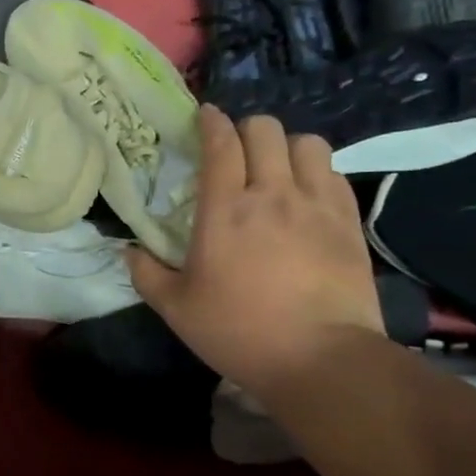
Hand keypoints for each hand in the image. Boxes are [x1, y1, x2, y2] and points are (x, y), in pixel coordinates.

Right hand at [128, 108, 383, 393]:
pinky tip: (307, 194)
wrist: (321, 358)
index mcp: (225, 210)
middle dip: (246, 129)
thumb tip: (127, 251)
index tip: (204, 116)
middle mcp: (272, 194)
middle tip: (236, 149)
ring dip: (286, 147)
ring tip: (276, 168)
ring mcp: (316, 205)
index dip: (211, 122)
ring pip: (307, 143)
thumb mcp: (176, 309)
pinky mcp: (349, 222)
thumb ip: (146, 274)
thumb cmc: (239, 331)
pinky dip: (317, 172)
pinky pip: (335, 173)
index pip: (220, 144)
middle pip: (265, 130)